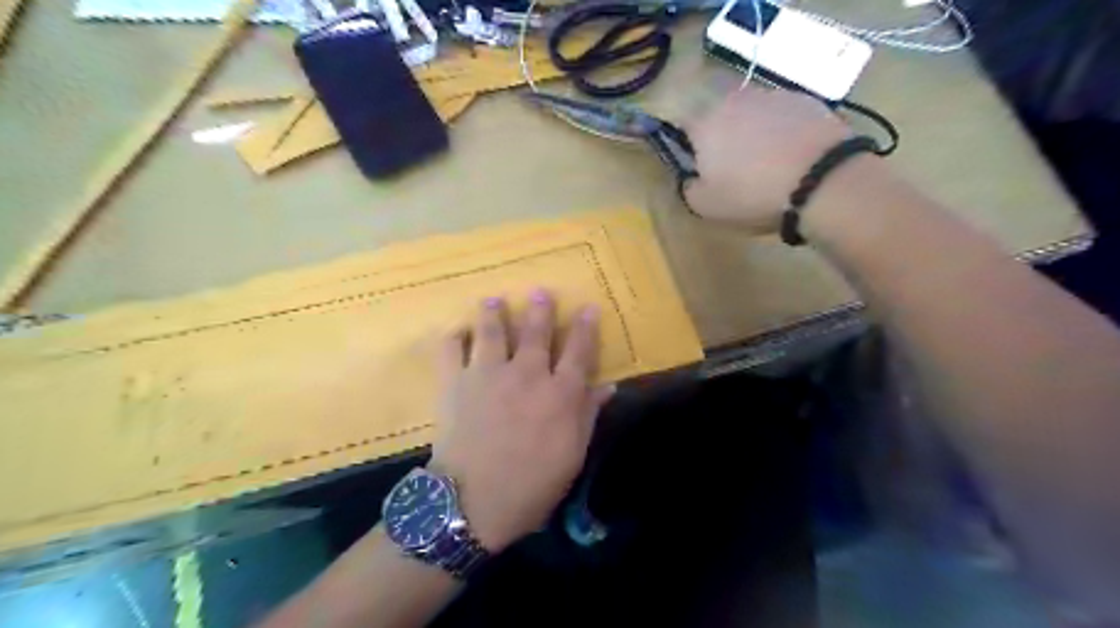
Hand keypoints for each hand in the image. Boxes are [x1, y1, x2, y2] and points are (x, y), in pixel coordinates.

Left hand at [432, 287, 617, 549]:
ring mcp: (487, 375)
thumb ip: (588, 416)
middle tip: (540, 291)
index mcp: (559, 394)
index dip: (586, 328)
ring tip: (493, 300)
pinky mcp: (454, 383)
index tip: (588, 307)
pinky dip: (452, 337)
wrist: (472, 503)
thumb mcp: (572, 457)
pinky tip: (455, 330)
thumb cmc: (531, 486)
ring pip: (492, 332)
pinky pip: (450, 350)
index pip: (579, 352)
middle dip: (540, 310)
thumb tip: (608, 387)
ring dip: (494, 313)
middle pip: (536, 333)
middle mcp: (526, 375)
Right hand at [682, 85, 858, 232]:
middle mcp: (734, 101)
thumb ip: (688, 188)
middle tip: (734, 168)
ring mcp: (772, 96)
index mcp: (705, 125)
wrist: (822, 180)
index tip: (699, 167)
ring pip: (753, 114)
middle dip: (723, 137)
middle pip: (720, 117)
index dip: (688, 146)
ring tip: (769, 164)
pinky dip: (784, 131)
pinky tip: (794, 156)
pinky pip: (784, 116)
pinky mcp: (806, 100)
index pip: (683, 126)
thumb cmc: (753, 195)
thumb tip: (691, 177)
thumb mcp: (706, 207)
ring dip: (754, 133)